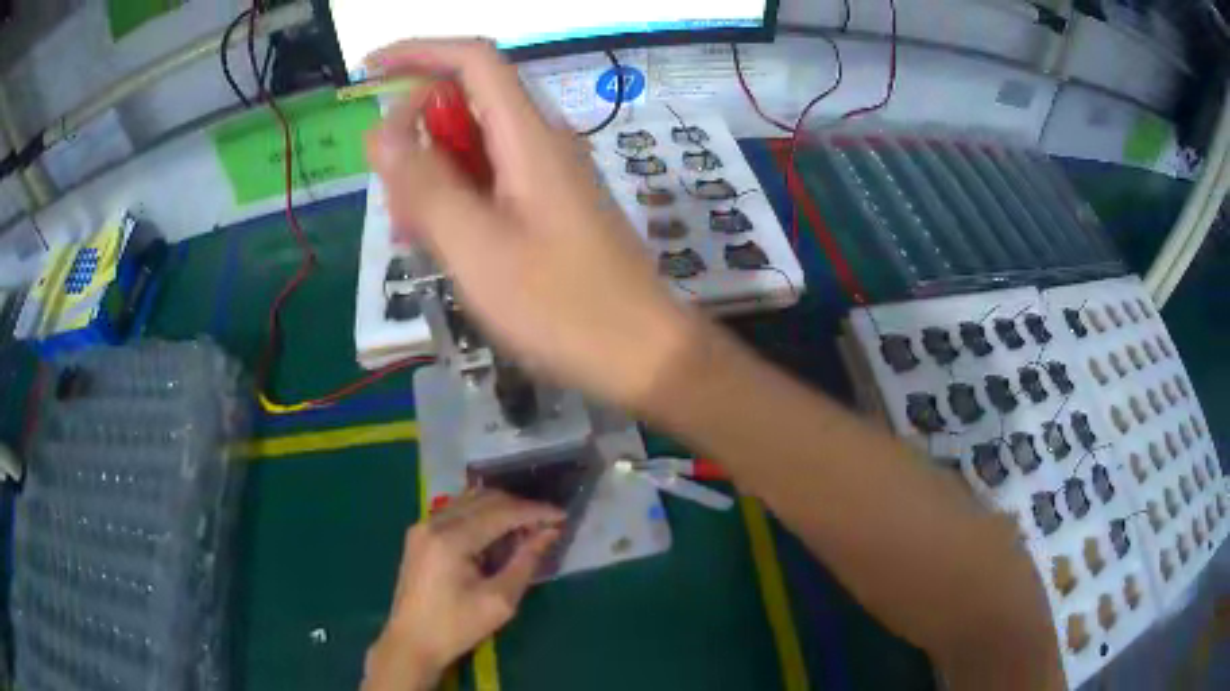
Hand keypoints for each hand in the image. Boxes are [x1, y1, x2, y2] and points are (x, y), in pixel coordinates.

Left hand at [362, 491, 562, 690]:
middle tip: (547, 525)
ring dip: (501, 510)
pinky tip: (497, 537)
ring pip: (470, 502)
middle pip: (485, 499)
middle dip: (519, 508)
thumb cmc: (457, 627)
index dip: (535, 511)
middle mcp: (434, 522)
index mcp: (451, 539)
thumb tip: (549, 533)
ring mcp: (423, 526)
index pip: (501, 512)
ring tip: (526, 530)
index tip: (562, 515)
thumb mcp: (499, 601)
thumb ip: (525, 562)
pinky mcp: (419, 535)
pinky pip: (457, 513)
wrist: (411, 642)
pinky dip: (482, 517)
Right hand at [364, 40, 702, 409]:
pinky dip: (455, 201)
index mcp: (528, 136)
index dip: (418, 53)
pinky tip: (440, 245)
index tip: (368, 72)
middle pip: (466, 104)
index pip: (473, 61)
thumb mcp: (476, 248)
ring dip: (430, 177)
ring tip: (412, 234)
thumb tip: (383, 131)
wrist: (642, 354)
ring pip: (472, 148)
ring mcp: (547, 177)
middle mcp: (541, 143)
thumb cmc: (562, 308)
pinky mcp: (548, 208)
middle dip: (414, 135)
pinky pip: (489, 183)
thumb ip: (425, 184)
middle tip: (393, 197)